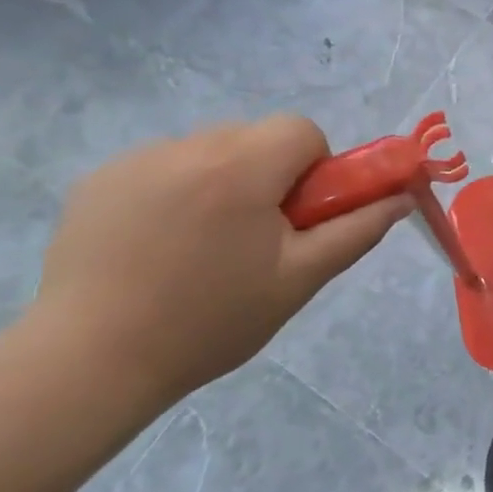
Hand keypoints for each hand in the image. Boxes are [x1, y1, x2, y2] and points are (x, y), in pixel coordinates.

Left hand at [32, 115, 409, 401]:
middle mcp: (187, 147)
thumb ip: (357, 229)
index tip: (297, 216)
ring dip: (222, 181)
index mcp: (240, 167)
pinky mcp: (98, 180)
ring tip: (200, 247)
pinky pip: (163, 166)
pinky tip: (158, 245)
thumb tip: (402, 196)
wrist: (90, 361)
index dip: (313, 168)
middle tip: (256, 238)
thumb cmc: (211, 321)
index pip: (300, 130)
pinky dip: (176, 191)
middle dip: (269, 175)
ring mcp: (135, 160)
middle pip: (255, 137)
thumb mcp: (300, 279)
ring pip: (209, 150)